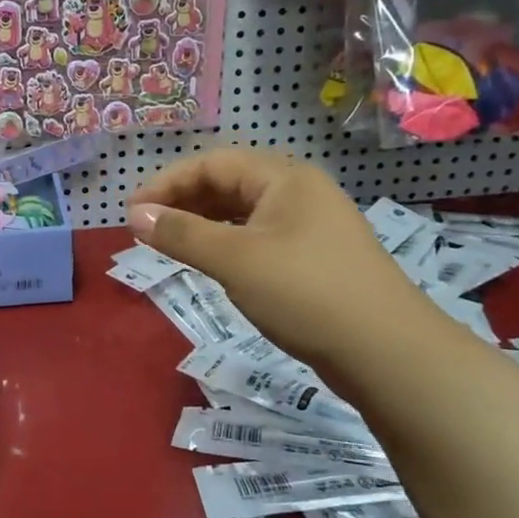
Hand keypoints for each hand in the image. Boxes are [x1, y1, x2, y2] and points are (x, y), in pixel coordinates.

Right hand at [127, 150, 426, 376]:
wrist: (387, 353)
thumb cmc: (306, 293)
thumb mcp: (235, 260)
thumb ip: (181, 234)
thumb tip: (134, 215)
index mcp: (284, 178)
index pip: (212, 163)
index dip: (166, 183)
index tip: (131, 212)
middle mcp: (298, 192)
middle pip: (227, 183)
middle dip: (182, 201)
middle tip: (144, 228)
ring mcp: (309, 226)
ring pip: (241, 212)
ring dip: (201, 223)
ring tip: (168, 244)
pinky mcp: (313, 258)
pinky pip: (256, 237)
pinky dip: (225, 244)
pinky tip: (210, 262)